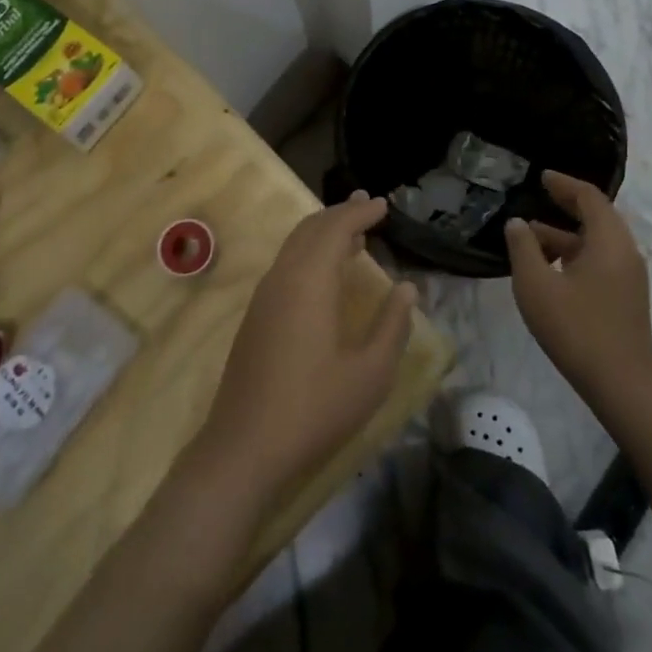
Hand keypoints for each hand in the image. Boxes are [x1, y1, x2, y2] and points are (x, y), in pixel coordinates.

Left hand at [194, 193, 416, 505]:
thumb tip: (406, 288)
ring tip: (352, 232)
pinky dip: (308, 252)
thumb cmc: (315, 409)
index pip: (335, 229)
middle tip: (367, 206)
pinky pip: (285, 265)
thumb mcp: (370, 374)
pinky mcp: (255, 316)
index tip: (383, 205)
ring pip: (294, 246)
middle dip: (339, 214)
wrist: (244, 446)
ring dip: (322, 232)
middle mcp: (282, 278)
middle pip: (310, 229)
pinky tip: (324, 272)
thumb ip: (392, 325)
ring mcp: (264, 296)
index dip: (360, 213)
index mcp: (310, 282)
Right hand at [505, 171, 651, 425]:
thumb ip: (523, 248)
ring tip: (531, 236)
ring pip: (597, 241)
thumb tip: (518, 223)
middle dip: (566, 205)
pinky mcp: (626, 297)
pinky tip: (549, 268)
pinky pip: (600, 260)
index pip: (589, 197)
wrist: (622, 385)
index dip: (564, 184)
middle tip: (538, 196)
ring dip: (566, 234)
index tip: (542, 176)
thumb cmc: (576, 329)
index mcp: (608, 241)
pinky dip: (575, 253)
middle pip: (597, 216)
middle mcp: (625, 252)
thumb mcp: (536, 285)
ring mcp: (629, 276)